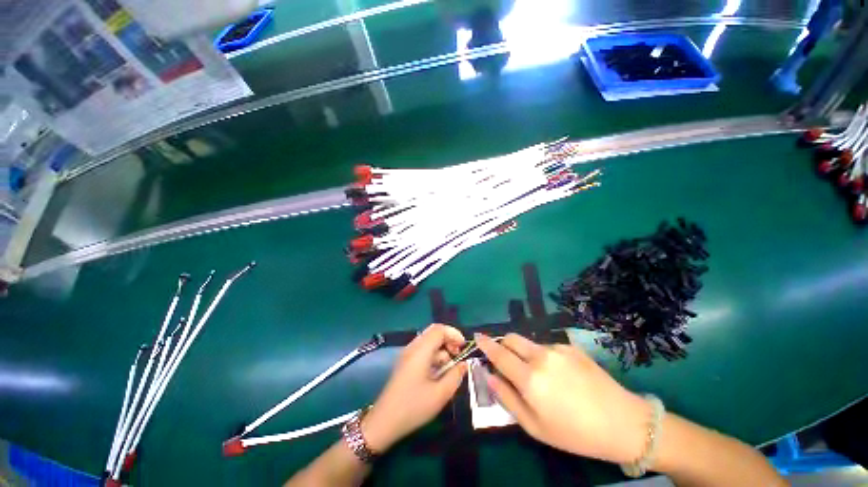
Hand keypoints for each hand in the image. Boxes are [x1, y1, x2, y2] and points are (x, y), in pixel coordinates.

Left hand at [362, 324, 466, 451]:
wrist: (384, 422)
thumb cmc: (413, 407)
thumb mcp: (440, 394)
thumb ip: (455, 376)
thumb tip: (464, 364)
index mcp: (420, 351)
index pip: (439, 330)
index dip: (454, 334)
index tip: (464, 347)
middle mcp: (413, 347)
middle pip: (433, 333)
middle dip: (449, 340)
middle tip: (458, 356)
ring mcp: (407, 354)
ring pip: (429, 342)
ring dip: (442, 350)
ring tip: (449, 370)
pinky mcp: (405, 363)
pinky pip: (423, 351)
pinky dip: (434, 356)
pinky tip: (438, 373)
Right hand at [476, 333, 650, 464]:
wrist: (623, 423)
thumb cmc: (575, 433)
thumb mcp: (535, 427)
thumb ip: (507, 398)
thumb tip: (489, 376)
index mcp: (530, 379)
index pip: (499, 354)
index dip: (485, 344)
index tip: (477, 337)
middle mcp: (541, 357)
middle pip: (511, 339)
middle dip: (503, 344)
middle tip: (506, 360)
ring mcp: (558, 349)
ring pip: (529, 342)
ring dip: (524, 352)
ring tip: (540, 375)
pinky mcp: (571, 347)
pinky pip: (548, 347)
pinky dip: (544, 356)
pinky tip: (561, 374)